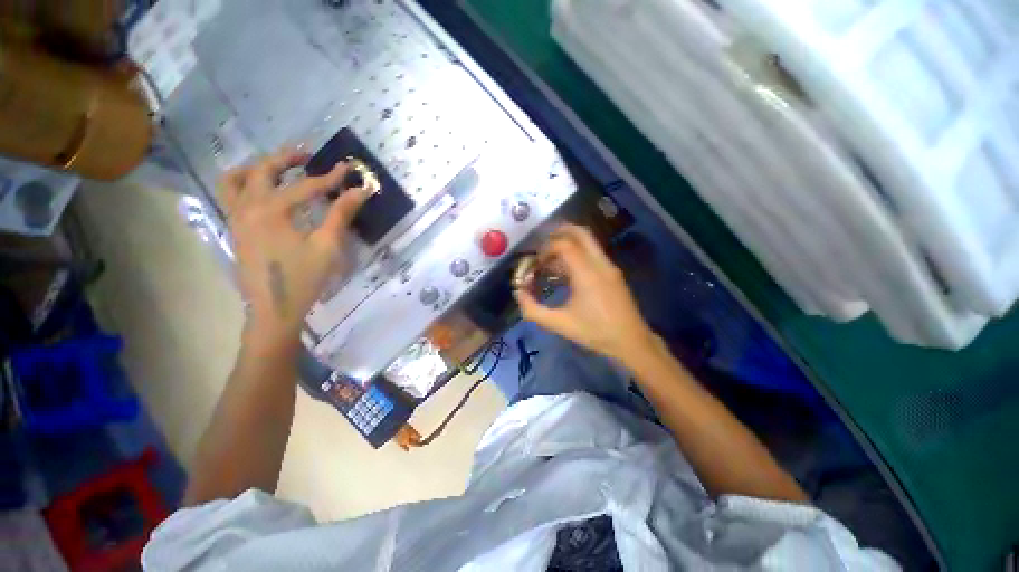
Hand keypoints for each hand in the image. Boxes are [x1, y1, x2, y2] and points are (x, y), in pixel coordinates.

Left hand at [220, 149, 370, 348]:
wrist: (274, 308)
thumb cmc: (303, 278)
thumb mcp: (327, 246)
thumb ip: (341, 214)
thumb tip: (360, 191)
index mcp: (272, 210)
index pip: (305, 186)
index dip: (331, 177)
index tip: (348, 169)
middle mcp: (248, 206)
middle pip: (263, 170)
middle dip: (287, 159)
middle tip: (308, 156)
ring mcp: (236, 217)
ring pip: (236, 178)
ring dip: (258, 167)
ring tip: (278, 167)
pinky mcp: (234, 228)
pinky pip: (230, 194)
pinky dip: (245, 183)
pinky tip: (263, 191)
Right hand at [514, 224, 654, 362]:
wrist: (632, 342)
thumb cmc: (595, 332)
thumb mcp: (559, 324)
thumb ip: (533, 310)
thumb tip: (518, 293)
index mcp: (587, 273)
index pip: (564, 245)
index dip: (546, 248)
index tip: (535, 262)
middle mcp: (600, 263)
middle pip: (581, 233)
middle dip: (559, 232)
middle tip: (542, 244)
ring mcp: (610, 267)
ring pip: (588, 242)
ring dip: (568, 244)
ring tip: (551, 261)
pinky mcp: (613, 273)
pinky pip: (593, 254)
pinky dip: (577, 254)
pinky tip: (566, 272)